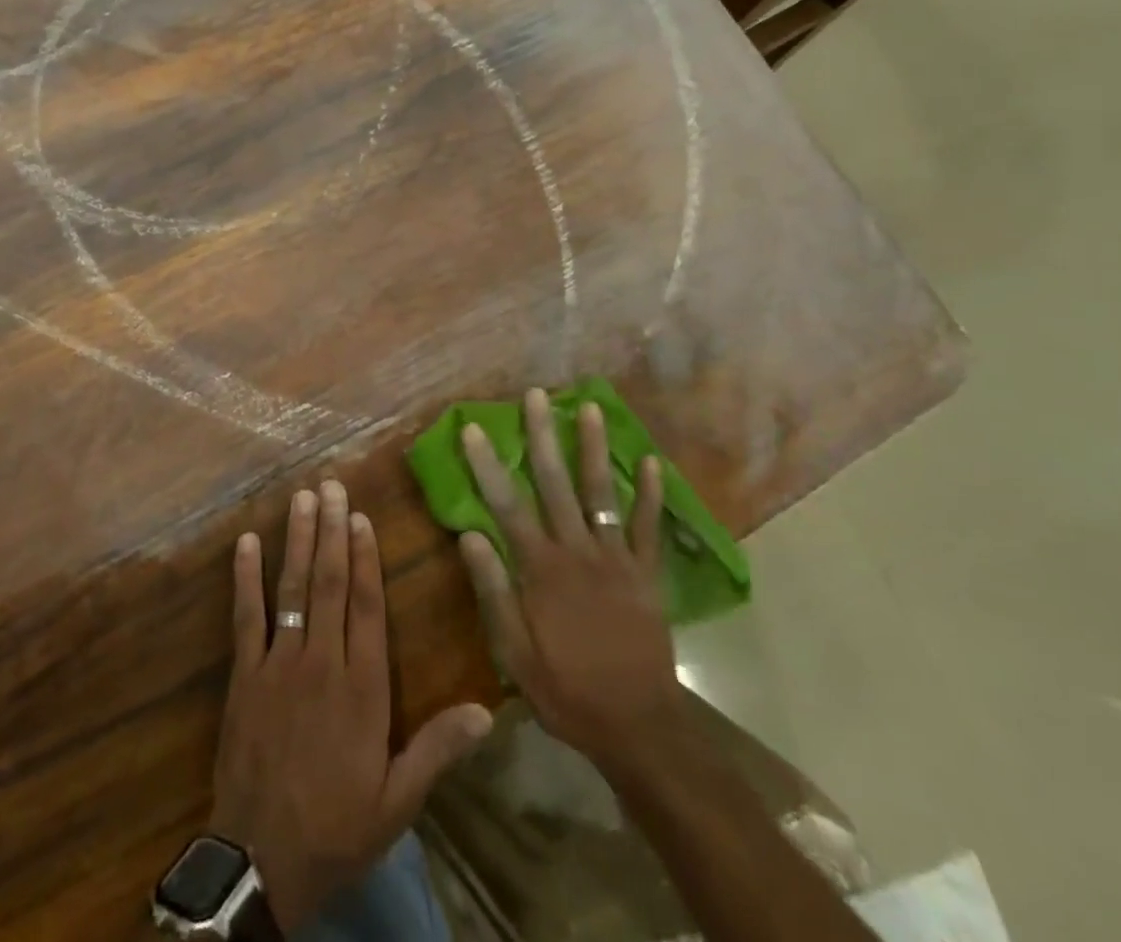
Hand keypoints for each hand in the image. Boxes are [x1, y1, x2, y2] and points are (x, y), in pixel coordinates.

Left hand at [211, 479, 493, 931]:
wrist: (261, 861)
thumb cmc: (337, 827)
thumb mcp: (398, 801)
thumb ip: (438, 750)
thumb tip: (487, 712)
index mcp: (362, 687)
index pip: (367, 606)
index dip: (366, 557)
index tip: (361, 516)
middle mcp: (321, 662)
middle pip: (330, 583)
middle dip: (331, 530)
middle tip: (330, 485)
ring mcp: (278, 664)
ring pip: (291, 589)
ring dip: (297, 540)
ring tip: (301, 498)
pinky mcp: (244, 675)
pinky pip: (246, 617)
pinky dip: (245, 578)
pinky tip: (247, 543)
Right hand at [457, 389, 684, 773]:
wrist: (638, 725)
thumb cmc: (567, 689)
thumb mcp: (515, 651)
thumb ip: (493, 590)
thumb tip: (470, 534)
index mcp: (540, 568)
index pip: (506, 505)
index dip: (487, 465)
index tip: (473, 429)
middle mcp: (577, 550)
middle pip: (555, 483)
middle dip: (543, 435)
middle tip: (536, 395)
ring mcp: (616, 558)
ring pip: (601, 492)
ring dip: (594, 447)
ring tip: (590, 407)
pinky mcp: (645, 573)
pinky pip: (647, 526)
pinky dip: (650, 493)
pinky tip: (651, 461)